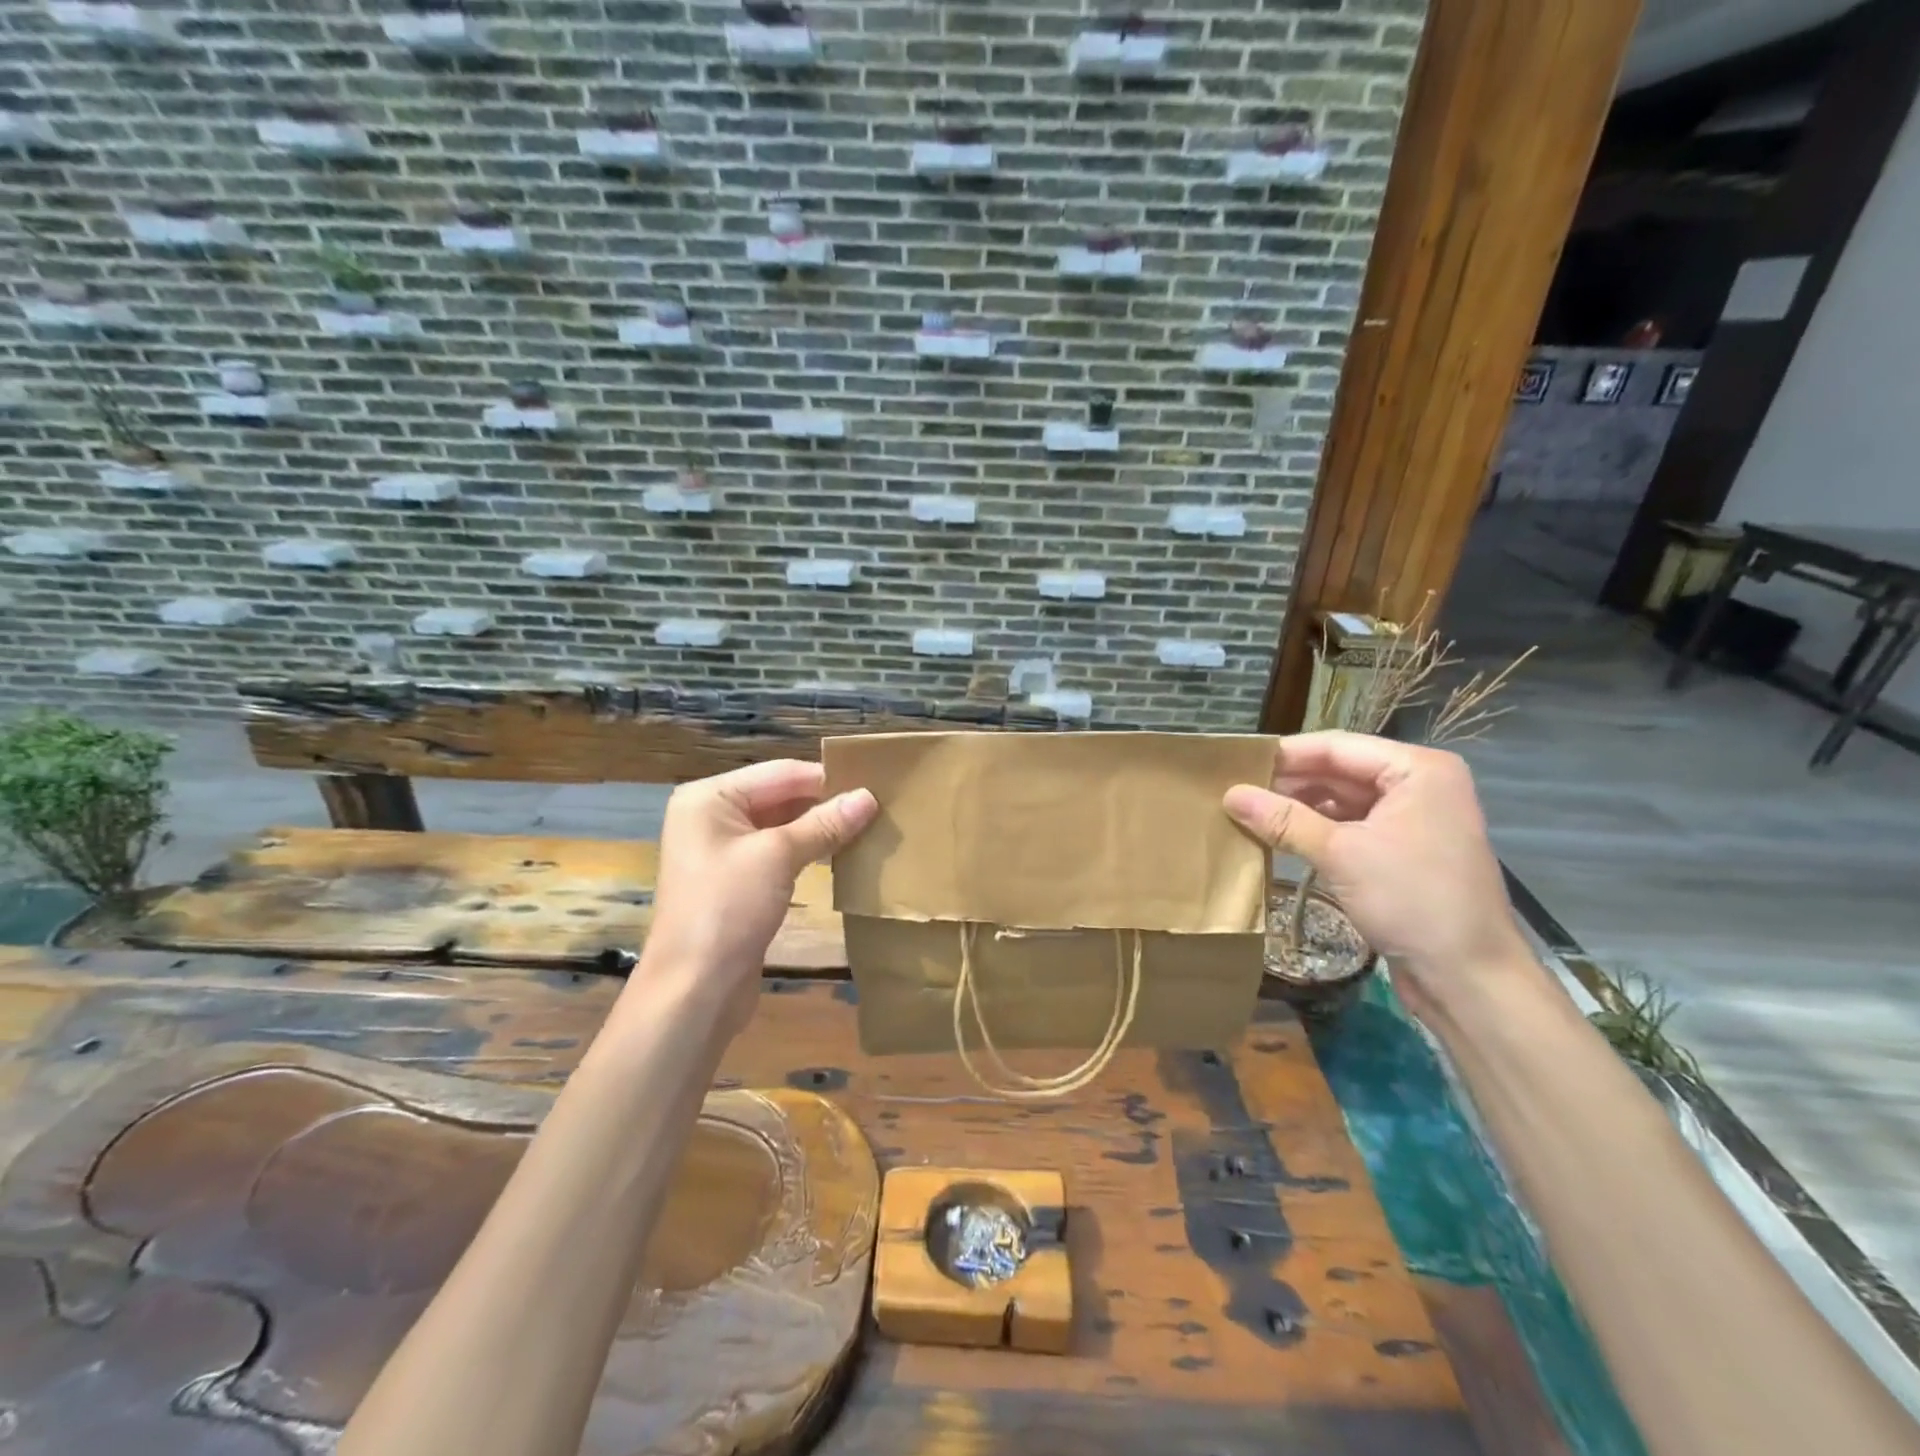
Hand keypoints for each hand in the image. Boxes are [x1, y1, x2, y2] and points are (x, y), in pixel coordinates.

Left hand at [630, 760, 877, 1042]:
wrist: (695, 989)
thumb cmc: (728, 908)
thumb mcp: (778, 856)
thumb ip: (824, 824)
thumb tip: (869, 796)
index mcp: (710, 798)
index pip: (780, 773)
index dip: (827, 778)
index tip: (875, 782)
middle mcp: (712, 817)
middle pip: (780, 796)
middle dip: (826, 803)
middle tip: (878, 805)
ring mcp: (723, 852)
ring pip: (782, 827)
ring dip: (821, 828)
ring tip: (869, 826)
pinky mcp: (737, 882)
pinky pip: (779, 854)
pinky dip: (809, 851)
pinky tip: (843, 854)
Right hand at [1223, 731, 1530, 997]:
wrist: (1470, 978)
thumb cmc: (1412, 900)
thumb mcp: (1340, 854)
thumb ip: (1284, 820)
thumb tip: (1229, 795)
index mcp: (1417, 769)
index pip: (1336, 746)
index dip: (1284, 755)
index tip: (1235, 764)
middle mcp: (1418, 785)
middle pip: (1339, 771)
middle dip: (1289, 782)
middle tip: (1234, 792)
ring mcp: (1413, 819)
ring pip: (1342, 800)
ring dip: (1299, 808)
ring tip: (1248, 813)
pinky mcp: (1403, 851)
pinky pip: (1351, 827)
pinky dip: (1317, 830)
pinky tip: (1280, 837)